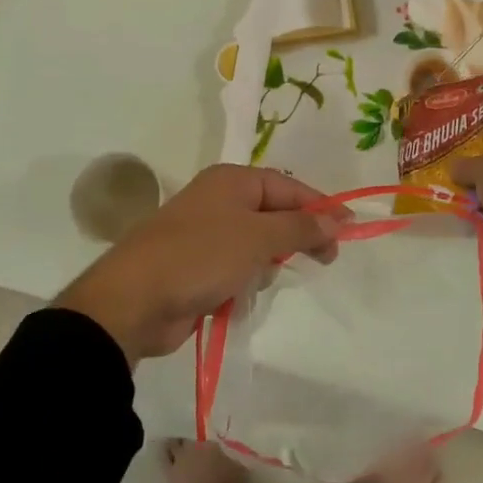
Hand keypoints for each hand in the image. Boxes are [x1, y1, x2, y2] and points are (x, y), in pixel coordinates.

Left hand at [60, 165, 349, 363]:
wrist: (134, 301)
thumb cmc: (201, 256)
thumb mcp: (259, 237)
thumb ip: (301, 227)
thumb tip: (336, 221)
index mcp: (232, 181)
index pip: (289, 186)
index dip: (321, 206)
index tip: (349, 230)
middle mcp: (219, 201)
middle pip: (275, 215)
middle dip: (294, 238)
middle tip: (322, 260)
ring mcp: (206, 235)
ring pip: (258, 246)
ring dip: (265, 266)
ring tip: (253, 280)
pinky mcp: (197, 268)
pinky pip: (237, 270)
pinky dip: (243, 284)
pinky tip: (234, 298)